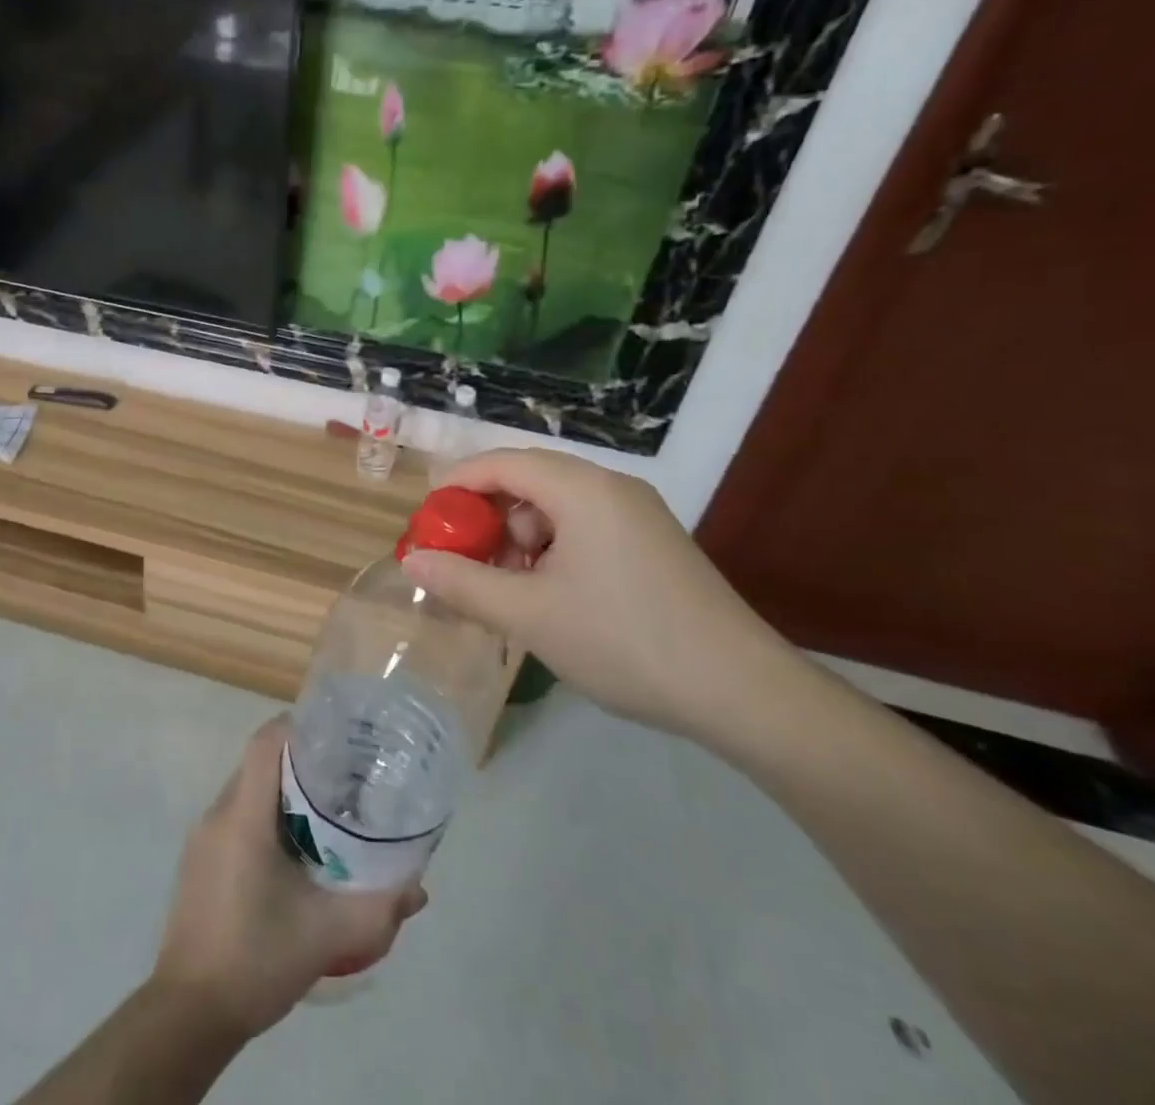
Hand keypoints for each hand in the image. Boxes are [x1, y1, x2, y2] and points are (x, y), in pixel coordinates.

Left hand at [152, 716, 426, 1037]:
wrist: (189, 1013)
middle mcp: (219, 813)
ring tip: (326, 811)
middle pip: (260, 763)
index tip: (336, 734)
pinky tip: (294, 852)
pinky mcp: (199, 862)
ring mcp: (204, 838)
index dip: (298, 726)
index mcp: (244, 815)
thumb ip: (378, 909)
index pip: (266, 741)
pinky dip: (266, 817)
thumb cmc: (256, 958)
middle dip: (301, 761)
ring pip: (248, 791)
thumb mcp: (327, 935)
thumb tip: (418, 888)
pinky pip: (236, 817)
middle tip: (344, 776)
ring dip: (283, 792)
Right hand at [401, 449, 795, 739]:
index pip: (501, 462)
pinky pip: (586, 528)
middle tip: (465, 560)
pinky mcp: (654, 543)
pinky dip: (554, 550)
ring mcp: (639, 514)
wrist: (741, 692)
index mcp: (582, 489)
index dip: (456, 485)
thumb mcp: (528, 615)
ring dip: (521, 537)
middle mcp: (612, 487)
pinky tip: (550, 595)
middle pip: (529, 480)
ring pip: (558, 506)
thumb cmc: (623, 641)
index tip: (427, 520)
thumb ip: (462, 583)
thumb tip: (412, 560)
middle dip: (488, 516)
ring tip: (509, 587)